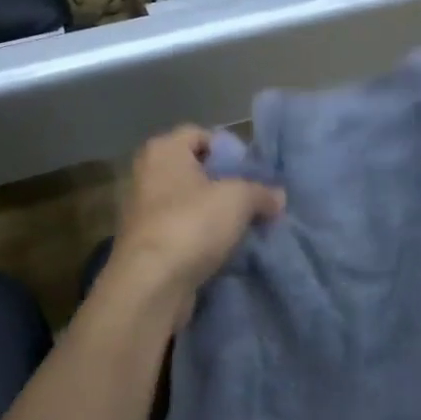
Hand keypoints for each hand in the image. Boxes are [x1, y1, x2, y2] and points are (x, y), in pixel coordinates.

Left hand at [107, 127, 284, 301]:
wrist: (151, 285)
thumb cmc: (192, 224)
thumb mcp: (239, 199)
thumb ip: (262, 192)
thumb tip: (278, 197)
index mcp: (164, 150)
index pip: (200, 134)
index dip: (229, 149)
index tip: (252, 172)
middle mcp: (148, 174)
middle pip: (196, 170)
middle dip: (225, 184)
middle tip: (254, 199)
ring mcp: (143, 211)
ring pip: (190, 203)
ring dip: (215, 214)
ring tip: (244, 227)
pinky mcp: (147, 244)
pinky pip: (183, 231)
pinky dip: (202, 238)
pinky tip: (225, 249)